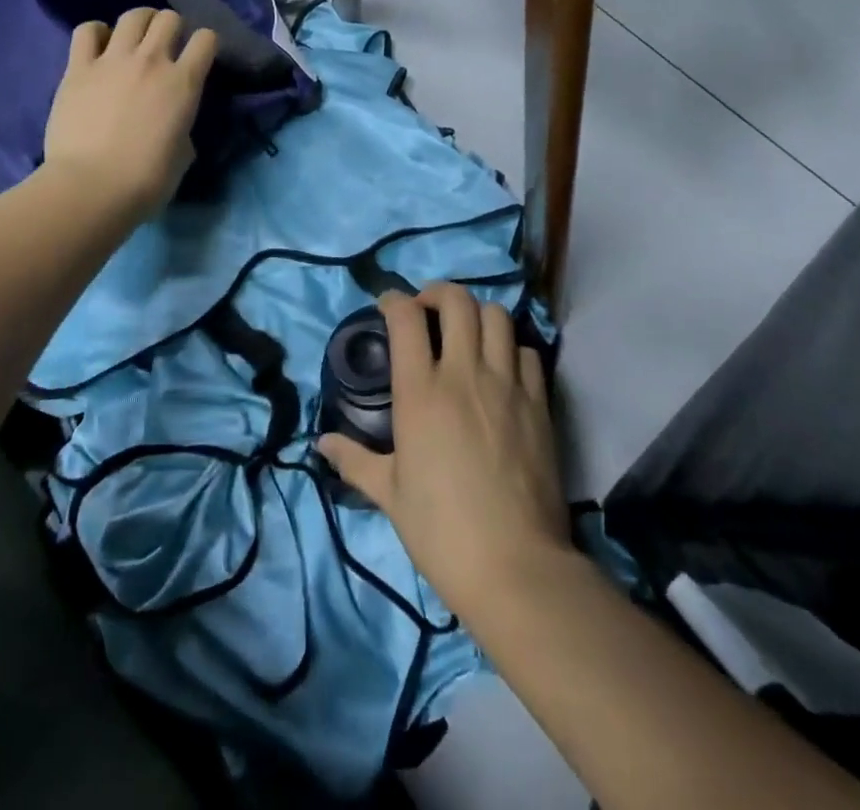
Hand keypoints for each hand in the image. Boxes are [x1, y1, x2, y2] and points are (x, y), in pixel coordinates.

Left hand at [43, 8, 216, 219]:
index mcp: (184, 83)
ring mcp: (112, 60)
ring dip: (138, 23)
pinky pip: (87, 31)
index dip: (205, 44)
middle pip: (168, 18)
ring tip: (133, 39)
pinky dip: (96, 33)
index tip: (198, 57)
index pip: (206, 39)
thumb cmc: (146, 180)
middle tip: (164, 46)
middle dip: (171, 27)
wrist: (92, 187)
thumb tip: (174, 127)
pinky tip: (98, 47)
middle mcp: (152, 61)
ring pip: (132, 16)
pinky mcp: (78, 68)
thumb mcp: (183, 155)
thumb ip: (182, 129)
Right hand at [318, 283, 572, 616]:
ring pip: (497, 316)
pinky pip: (529, 352)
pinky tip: (502, 368)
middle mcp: (464, 374)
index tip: (388, 307)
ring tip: (467, 333)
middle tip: (428, 311)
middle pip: (456, 300)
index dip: (393, 300)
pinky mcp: (539, 403)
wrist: (514, 566)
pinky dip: (513, 349)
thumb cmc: (441, 530)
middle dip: (438, 293)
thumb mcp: (389, 494)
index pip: (406, 317)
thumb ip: (354, 460)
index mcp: (420, 391)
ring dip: (477, 315)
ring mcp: (506, 384)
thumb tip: (321, 444)